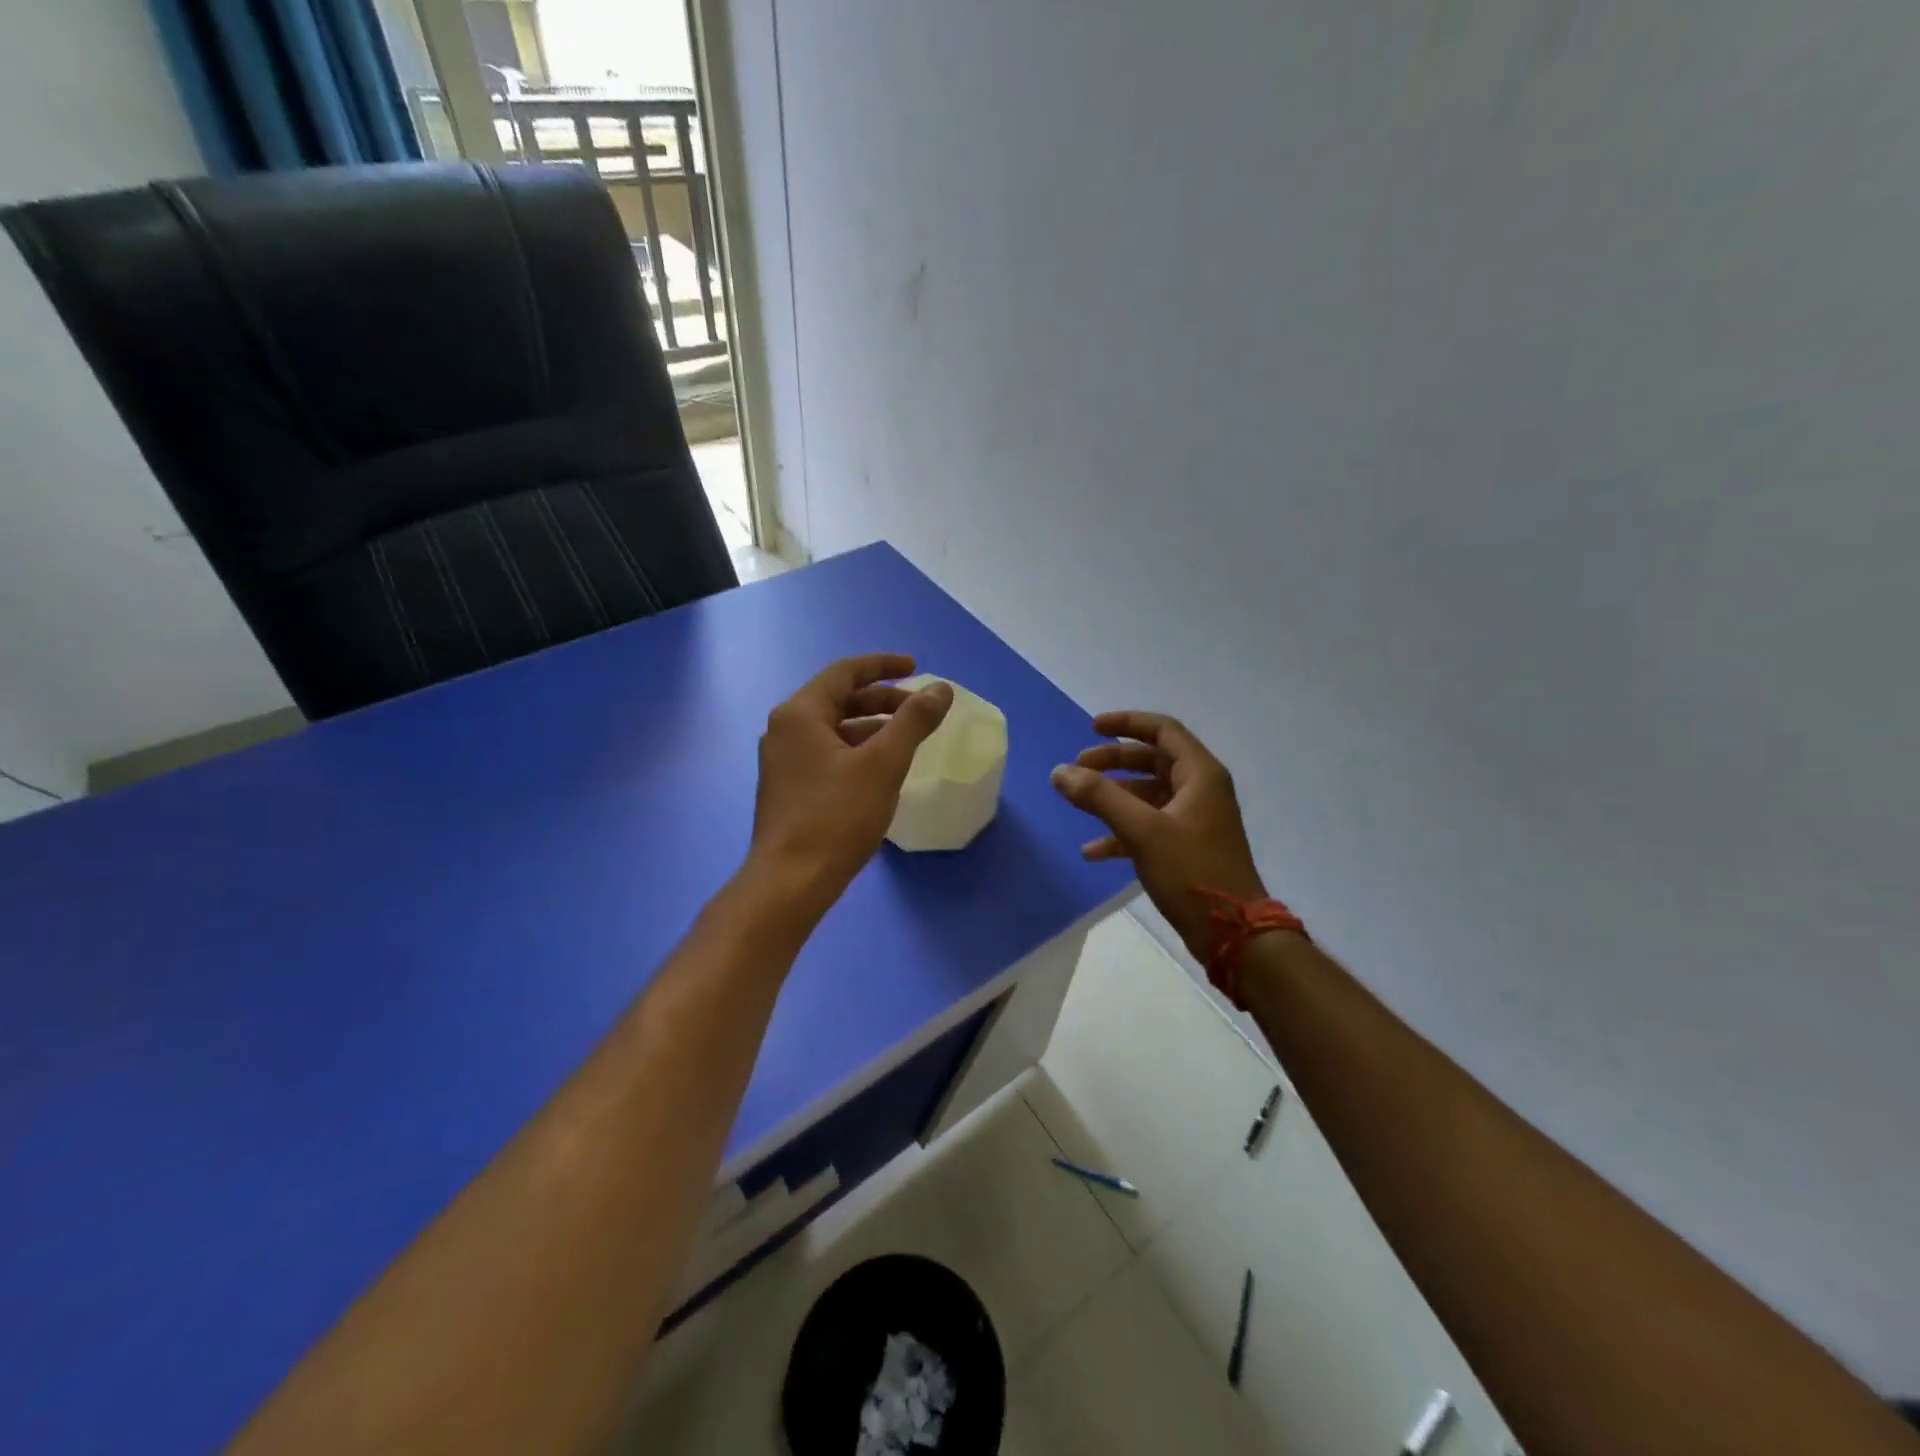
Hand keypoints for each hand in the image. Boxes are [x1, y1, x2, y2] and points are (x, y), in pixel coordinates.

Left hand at [750, 653, 953, 919]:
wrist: (790, 882)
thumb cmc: (836, 816)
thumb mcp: (884, 764)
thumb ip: (914, 721)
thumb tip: (941, 689)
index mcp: (800, 713)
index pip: (845, 672)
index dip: (884, 665)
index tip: (917, 667)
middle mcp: (785, 729)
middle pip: (838, 699)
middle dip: (882, 699)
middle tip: (919, 709)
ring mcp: (783, 760)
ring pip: (834, 728)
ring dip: (871, 726)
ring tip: (907, 738)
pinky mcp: (788, 787)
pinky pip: (828, 752)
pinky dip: (857, 750)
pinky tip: (881, 769)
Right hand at [1050, 712, 1266, 962]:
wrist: (1234, 933)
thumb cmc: (1192, 872)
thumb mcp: (1142, 831)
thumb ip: (1099, 797)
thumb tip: (1060, 771)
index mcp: (1200, 774)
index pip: (1162, 730)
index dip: (1127, 723)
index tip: (1092, 728)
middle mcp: (1200, 790)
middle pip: (1152, 760)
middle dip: (1114, 762)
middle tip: (1079, 767)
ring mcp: (1195, 820)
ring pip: (1148, 795)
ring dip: (1114, 796)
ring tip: (1079, 803)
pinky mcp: (1187, 847)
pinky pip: (1149, 827)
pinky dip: (1121, 831)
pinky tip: (1092, 851)